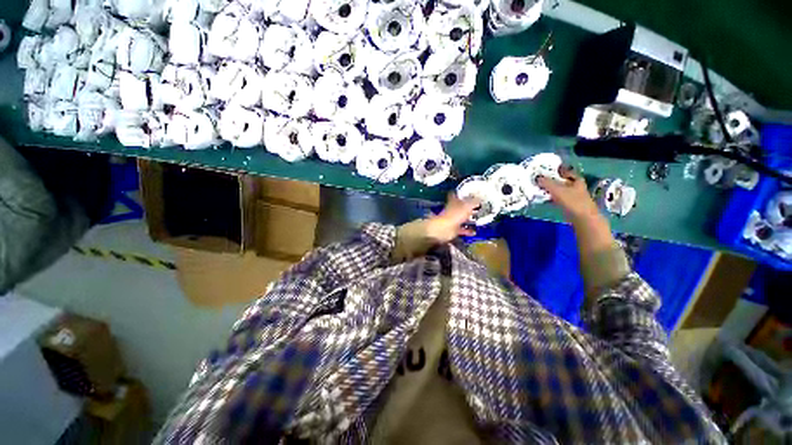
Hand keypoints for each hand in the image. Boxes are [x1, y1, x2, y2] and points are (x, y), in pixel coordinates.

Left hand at [425, 193, 479, 242]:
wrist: (444, 229)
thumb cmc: (455, 215)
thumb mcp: (466, 206)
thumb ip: (474, 202)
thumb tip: (480, 197)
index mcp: (453, 202)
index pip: (454, 194)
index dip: (459, 192)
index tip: (466, 191)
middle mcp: (452, 210)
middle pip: (459, 207)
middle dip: (467, 206)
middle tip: (478, 206)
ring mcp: (452, 220)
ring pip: (461, 218)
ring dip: (468, 219)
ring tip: (479, 218)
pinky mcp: (453, 229)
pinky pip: (462, 229)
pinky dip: (468, 231)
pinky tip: (475, 232)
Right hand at [537, 167, 600, 222]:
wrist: (582, 218)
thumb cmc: (572, 201)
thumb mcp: (557, 190)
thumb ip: (546, 183)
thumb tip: (536, 177)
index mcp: (576, 180)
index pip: (566, 171)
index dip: (557, 170)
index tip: (547, 170)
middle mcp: (576, 187)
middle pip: (562, 181)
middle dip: (552, 180)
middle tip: (540, 180)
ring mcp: (574, 197)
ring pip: (560, 190)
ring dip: (550, 190)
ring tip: (539, 189)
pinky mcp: (570, 205)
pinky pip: (558, 198)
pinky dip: (551, 197)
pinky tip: (544, 199)